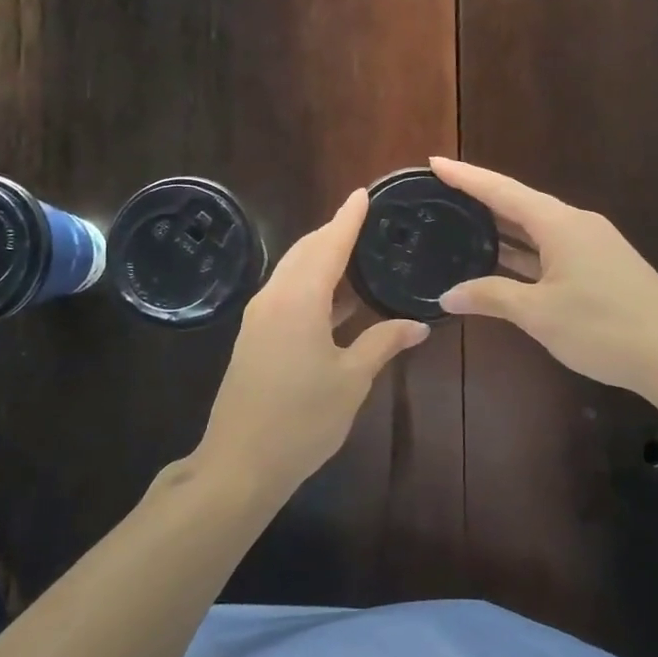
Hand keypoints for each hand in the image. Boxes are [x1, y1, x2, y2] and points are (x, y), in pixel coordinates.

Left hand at [196, 189, 429, 496]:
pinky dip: (312, 283)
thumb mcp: (351, 381)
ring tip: (357, 252)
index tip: (364, 194)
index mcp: (299, 299)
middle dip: (334, 232)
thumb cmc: (301, 420)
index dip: (348, 218)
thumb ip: (383, 344)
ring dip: (322, 258)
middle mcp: (274, 297)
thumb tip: (418, 325)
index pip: (329, 245)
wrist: (239, 462)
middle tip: (367, 222)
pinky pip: (286, 292)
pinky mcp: (255, 335)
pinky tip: (337, 297)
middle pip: (306, 251)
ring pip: (293, 271)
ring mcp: (259, 316)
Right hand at [431, 157, 657, 406]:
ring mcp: (593, 245)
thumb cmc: (603, 327)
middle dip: (481, 199)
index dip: (466, 176)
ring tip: (462, 225)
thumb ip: (491, 297)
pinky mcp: (602, 266)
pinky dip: (523, 251)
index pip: (502, 191)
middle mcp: (576, 224)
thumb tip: (447, 296)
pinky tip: (503, 262)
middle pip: (520, 204)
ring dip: (502, 228)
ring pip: (537, 228)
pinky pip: (552, 248)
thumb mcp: (539, 313)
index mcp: (559, 224)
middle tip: (441, 195)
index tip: (435, 162)